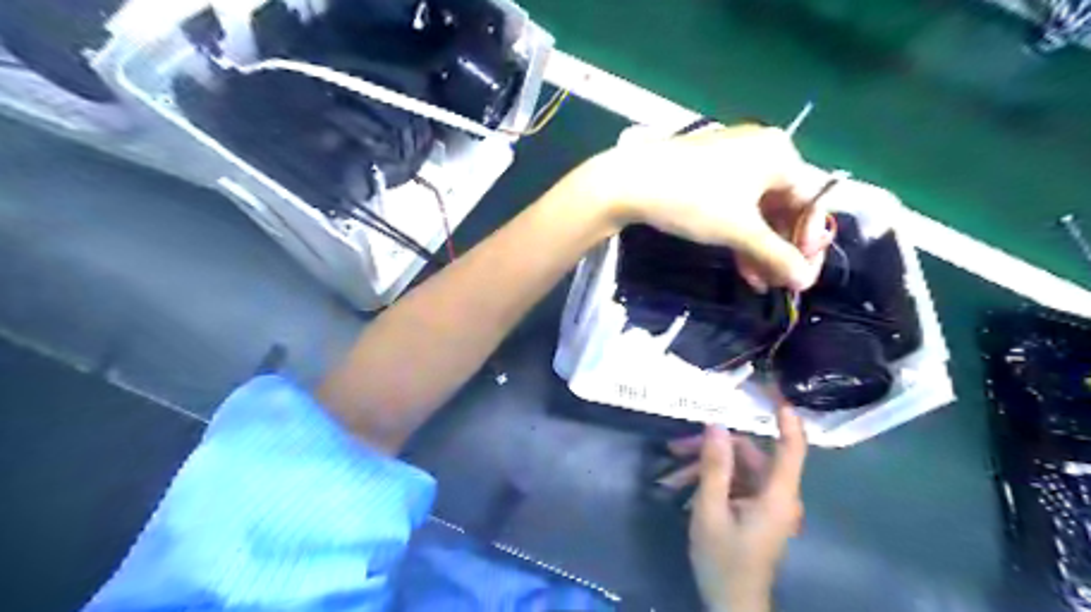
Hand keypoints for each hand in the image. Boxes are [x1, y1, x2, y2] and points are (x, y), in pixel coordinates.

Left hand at [594, 122, 833, 291]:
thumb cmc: (693, 200)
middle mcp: (762, 152)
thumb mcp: (739, 230)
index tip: (802, 277)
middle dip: (781, 250)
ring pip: (759, 212)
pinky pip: (737, 207)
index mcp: (780, 154)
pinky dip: (740, 235)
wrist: (629, 183)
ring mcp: (734, 162)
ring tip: (759, 283)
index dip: (809, 243)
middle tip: (780, 283)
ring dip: (760, 249)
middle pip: (785, 208)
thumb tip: (804, 280)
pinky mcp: (710, 174)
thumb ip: (776, 255)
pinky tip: (743, 267)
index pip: (811, 202)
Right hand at [680, 406, 812, 611]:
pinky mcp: (755, 512)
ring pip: (737, 470)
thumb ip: (714, 467)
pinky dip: (710, 484)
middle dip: (711, 449)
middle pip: (749, 456)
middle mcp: (777, 495)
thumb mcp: (709, 511)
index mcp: (777, 495)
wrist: (731, 605)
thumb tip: (716, 425)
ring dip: (704, 468)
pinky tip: (681, 490)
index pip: (791, 448)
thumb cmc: (723, 560)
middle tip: (674, 448)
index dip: (786, 419)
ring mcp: (766, 504)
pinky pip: (734, 486)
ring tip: (669, 475)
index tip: (774, 392)